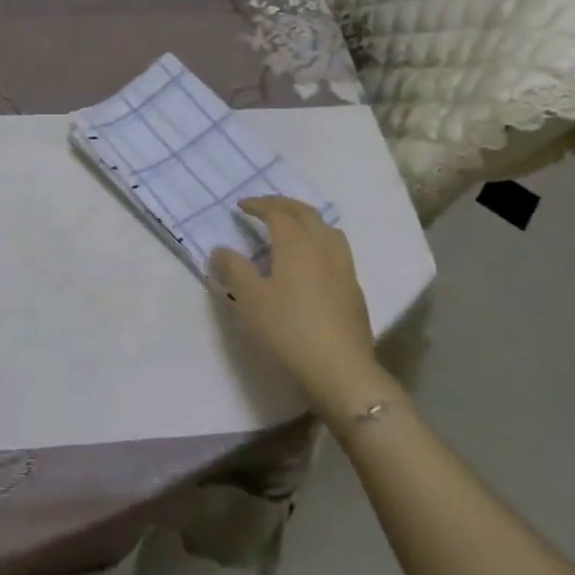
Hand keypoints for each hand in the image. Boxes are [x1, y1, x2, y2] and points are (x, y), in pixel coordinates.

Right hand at [209, 196, 389, 415]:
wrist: (341, 369)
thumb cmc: (288, 329)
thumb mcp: (249, 299)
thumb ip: (233, 269)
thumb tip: (220, 250)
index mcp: (296, 244)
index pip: (277, 212)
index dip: (258, 205)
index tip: (241, 205)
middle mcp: (323, 247)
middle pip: (306, 213)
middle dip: (283, 205)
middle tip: (264, 207)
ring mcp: (344, 267)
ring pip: (327, 229)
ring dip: (307, 220)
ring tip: (292, 227)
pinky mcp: (354, 289)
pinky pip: (336, 249)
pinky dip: (320, 240)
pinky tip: (312, 261)